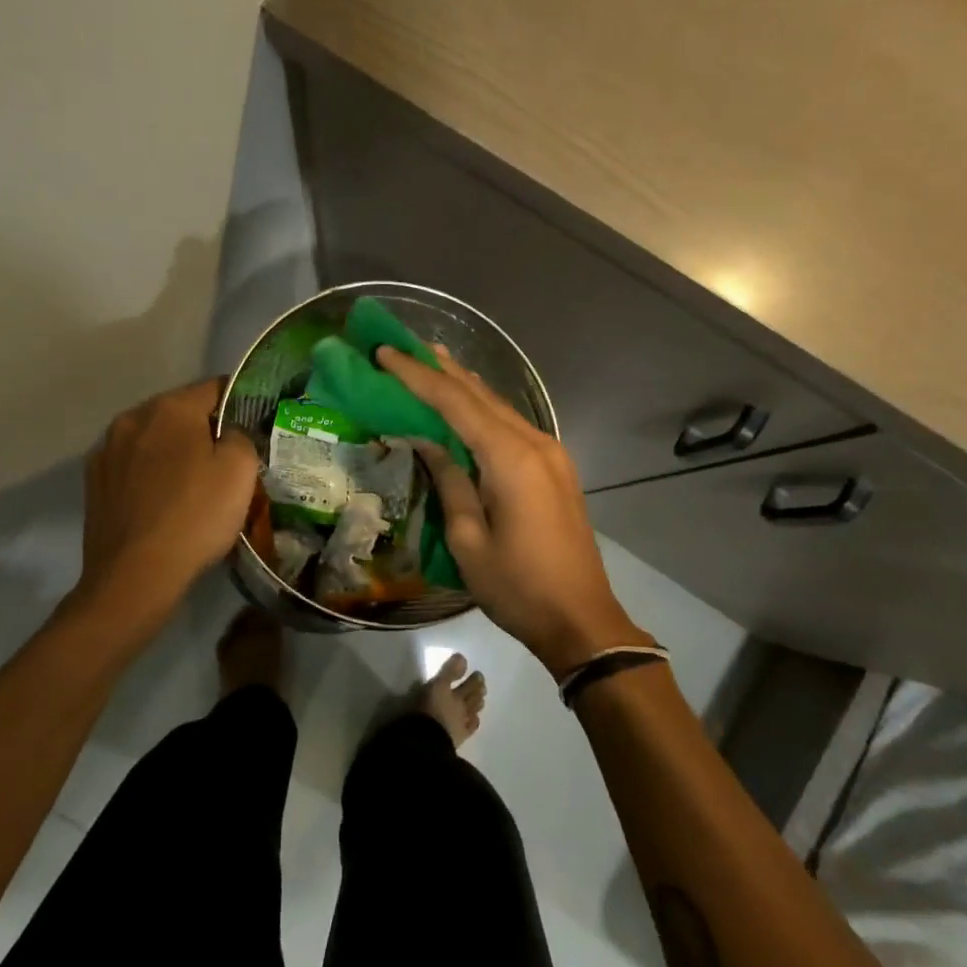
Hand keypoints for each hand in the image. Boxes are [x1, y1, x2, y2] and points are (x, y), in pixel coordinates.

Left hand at [78, 377, 259, 615]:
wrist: (135, 577)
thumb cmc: (195, 516)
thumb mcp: (240, 470)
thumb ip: (240, 435)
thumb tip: (228, 433)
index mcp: (170, 408)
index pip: (215, 387)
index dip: (240, 400)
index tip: (255, 423)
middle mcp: (132, 418)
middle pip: (180, 411)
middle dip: (204, 427)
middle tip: (228, 458)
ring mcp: (106, 451)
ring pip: (153, 438)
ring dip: (174, 450)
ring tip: (194, 482)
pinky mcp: (94, 483)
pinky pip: (133, 465)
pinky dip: (151, 473)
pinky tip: (164, 501)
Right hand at [379, 346, 651, 677]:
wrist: (581, 619)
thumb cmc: (518, 587)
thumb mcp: (469, 539)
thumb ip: (450, 481)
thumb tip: (428, 441)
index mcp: (511, 458)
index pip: (456, 403)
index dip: (417, 376)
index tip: (385, 352)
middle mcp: (535, 443)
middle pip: (481, 395)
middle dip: (440, 369)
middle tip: (404, 346)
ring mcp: (551, 453)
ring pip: (500, 406)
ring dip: (464, 384)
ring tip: (432, 360)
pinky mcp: (556, 468)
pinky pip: (513, 425)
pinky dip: (485, 408)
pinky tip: (470, 401)